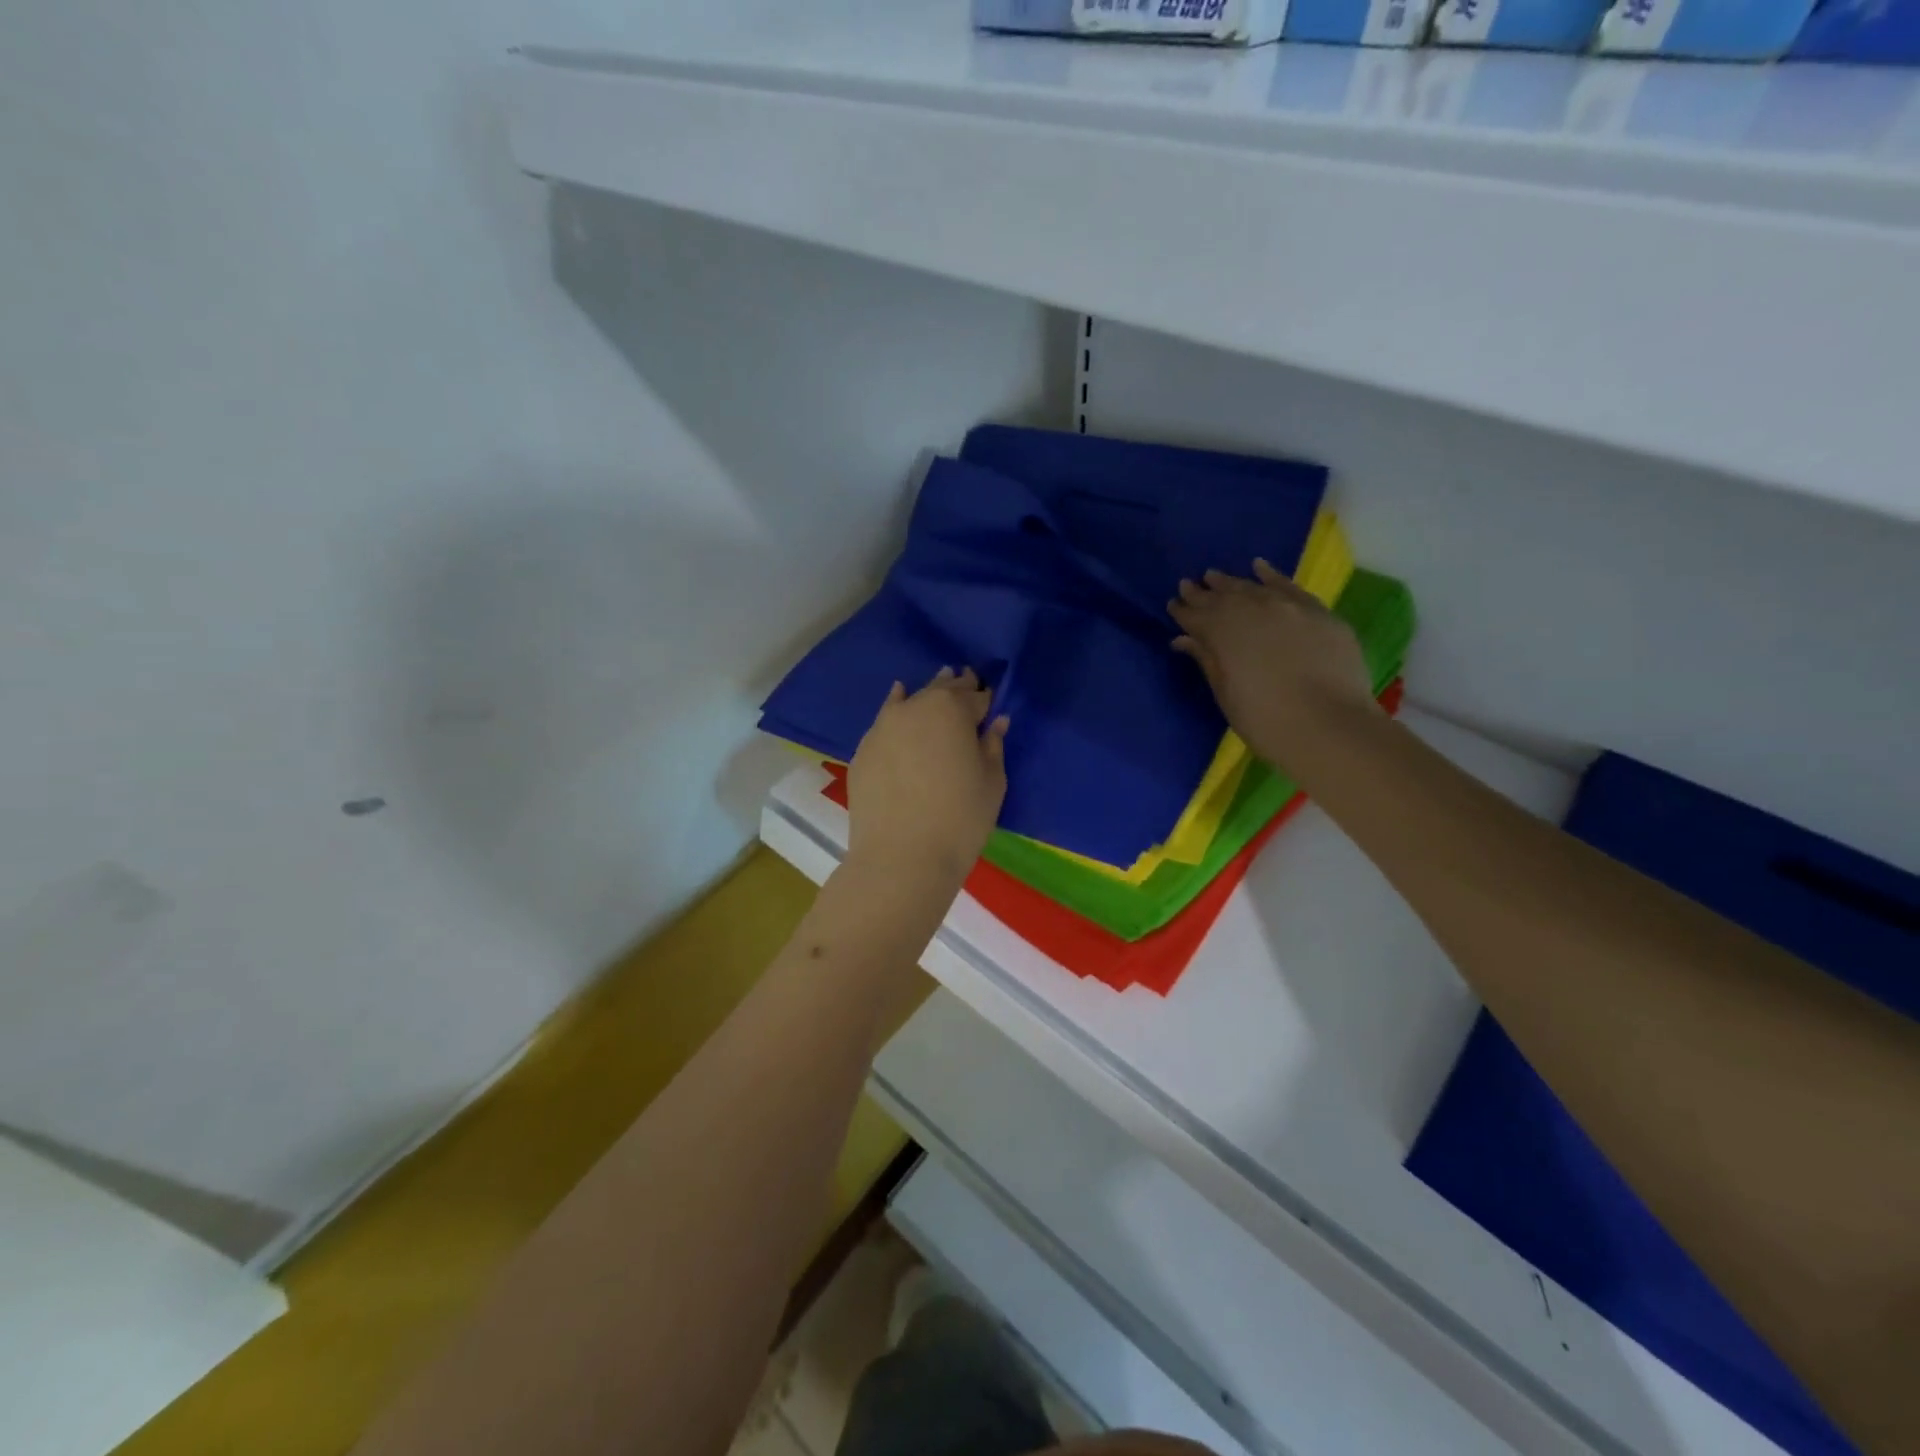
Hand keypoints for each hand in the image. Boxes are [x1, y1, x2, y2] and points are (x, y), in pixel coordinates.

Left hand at [846, 667, 1009, 885]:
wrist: (901, 857)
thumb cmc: (960, 819)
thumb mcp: (992, 782)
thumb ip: (993, 746)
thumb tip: (996, 722)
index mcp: (952, 710)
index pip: (975, 697)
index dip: (985, 700)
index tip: (990, 702)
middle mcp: (915, 708)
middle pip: (940, 692)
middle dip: (956, 688)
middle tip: (966, 678)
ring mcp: (883, 727)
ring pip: (909, 701)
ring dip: (925, 694)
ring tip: (936, 686)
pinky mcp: (863, 750)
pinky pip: (885, 721)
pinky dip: (896, 710)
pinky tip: (898, 700)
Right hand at [1168, 560, 1375, 770]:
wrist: (1329, 726)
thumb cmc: (1265, 720)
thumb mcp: (1226, 694)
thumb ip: (1207, 660)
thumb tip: (1185, 639)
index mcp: (1222, 632)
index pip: (1195, 616)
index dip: (1183, 611)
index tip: (1173, 604)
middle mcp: (1252, 610)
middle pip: (1222, 597)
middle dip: (1203, 592)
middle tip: (1188, 584)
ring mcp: (1288, 607)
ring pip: (1252, 588)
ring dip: (1231, 582)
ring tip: (1214, 575)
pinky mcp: (1317, 612)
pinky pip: (1289, 587)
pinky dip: (1272, 576)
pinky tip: (1259, 567)